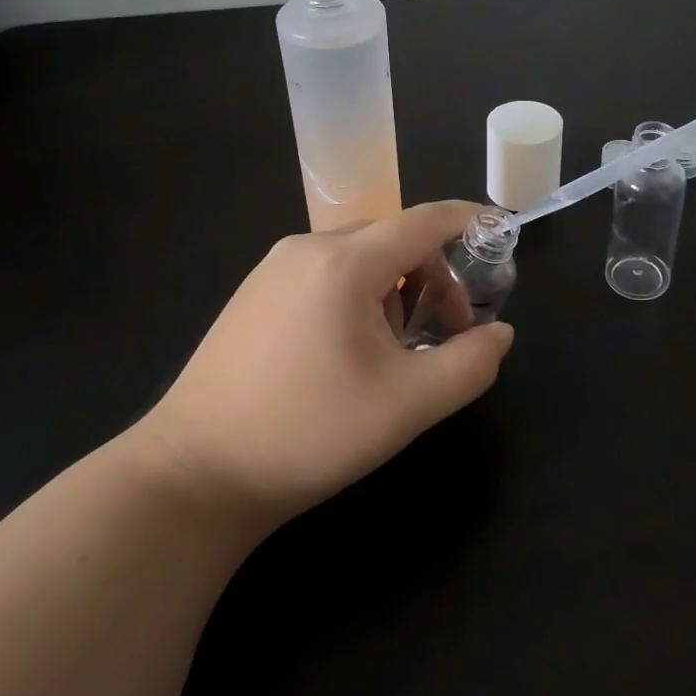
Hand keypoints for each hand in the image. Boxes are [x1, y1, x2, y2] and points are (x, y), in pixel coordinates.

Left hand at [141, 201, 513, 537]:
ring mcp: (273, 269)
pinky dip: (358, 296)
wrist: (193, 475)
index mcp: (344, 262)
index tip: (502, 235)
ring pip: (359, 257)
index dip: (469, 222)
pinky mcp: (254, 294)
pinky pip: (324, 273)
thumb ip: (469, 364)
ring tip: (394, 353)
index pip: (424, 220)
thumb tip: (500, 333)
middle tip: (445, 332)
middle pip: (393, 238)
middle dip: (434, 275)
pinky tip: (348, 352)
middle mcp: (306, 248)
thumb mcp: (407, 405)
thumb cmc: (308, 433)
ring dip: (395, 289)